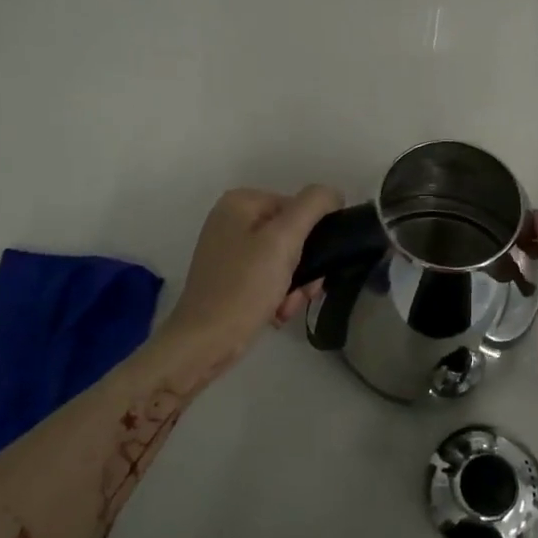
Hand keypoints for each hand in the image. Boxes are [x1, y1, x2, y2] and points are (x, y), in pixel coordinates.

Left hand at [160, 185, 342, 367]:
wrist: (204, 343)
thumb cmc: (244, 288)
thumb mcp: (284, 240)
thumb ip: (313, 207)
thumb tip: (333, 193)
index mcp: (241, 202)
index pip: (299, 208)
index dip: (313, 237)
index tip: (315, 268)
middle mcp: (232, 220)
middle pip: (292, 234)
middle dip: (304, 267)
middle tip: (304, 293)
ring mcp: (229, 250)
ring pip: (285, 259)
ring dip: (295, 285)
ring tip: (286, 307)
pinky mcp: (230, 277)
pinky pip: (269, 276)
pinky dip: (278, 294)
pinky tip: (276, 313)